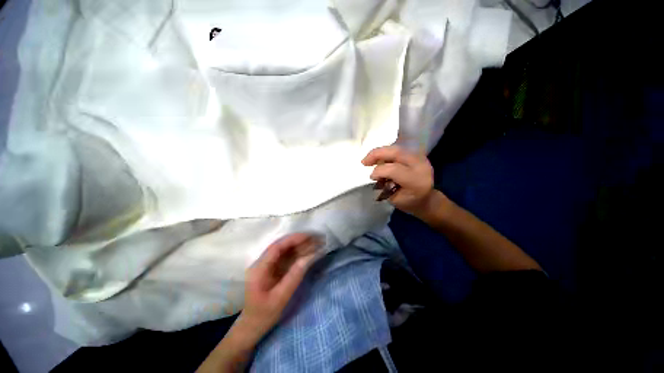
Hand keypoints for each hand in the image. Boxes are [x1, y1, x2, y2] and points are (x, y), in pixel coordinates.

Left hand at [239, 233, 318, 339]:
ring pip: (287, 251)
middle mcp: (263, 263)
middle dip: (300, 241)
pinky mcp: (275, 269)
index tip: (308, 236)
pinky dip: (300, 254)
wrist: (252, 327)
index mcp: (259, 269)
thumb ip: (293, 277)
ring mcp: (270, 265)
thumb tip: (308, 258)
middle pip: (283, 246)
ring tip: (317, 242)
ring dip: (302, 246)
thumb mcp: (279, 299)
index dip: (293, 239)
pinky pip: (288, 258)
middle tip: (317, 238)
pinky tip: (310, 251)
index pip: (277, 247)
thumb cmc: (263, 316)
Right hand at [362, 146, 434, 215]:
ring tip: (370, 160)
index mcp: (416, 181)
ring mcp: (421, 158)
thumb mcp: (395, 200)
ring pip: (396, 148)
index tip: (371, 177)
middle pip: (396, 152)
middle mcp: (420, 165)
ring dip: (380, 153)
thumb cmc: (409, 203)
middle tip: (364, 162)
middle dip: (377, 154)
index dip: (379, 171)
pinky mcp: (417, 155)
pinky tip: (379, 159)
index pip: (394, 169)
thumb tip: (375, 174)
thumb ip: (385, 186)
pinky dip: (386, 153)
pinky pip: (398, 150)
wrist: (427, 199)